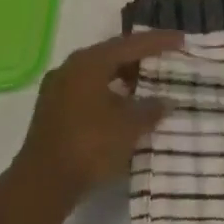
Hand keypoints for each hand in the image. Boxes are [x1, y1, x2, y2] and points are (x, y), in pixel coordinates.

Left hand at [11, 30, 182, 206]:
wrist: (42, 184)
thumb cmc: (89, 145)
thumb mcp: (128, 127)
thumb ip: (151, 109)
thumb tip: (166, 101)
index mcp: (90, 61)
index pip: (131, 44)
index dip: (158, 41)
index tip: (181, 39)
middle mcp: (71, 67)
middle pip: (112, 54)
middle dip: (139, 57)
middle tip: (164, 59)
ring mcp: (58, 88)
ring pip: (98, 73)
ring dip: (123, 77)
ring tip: (147, 85)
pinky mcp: (53, 109)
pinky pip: (87, 90)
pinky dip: (108, 92)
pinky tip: (121, 107)